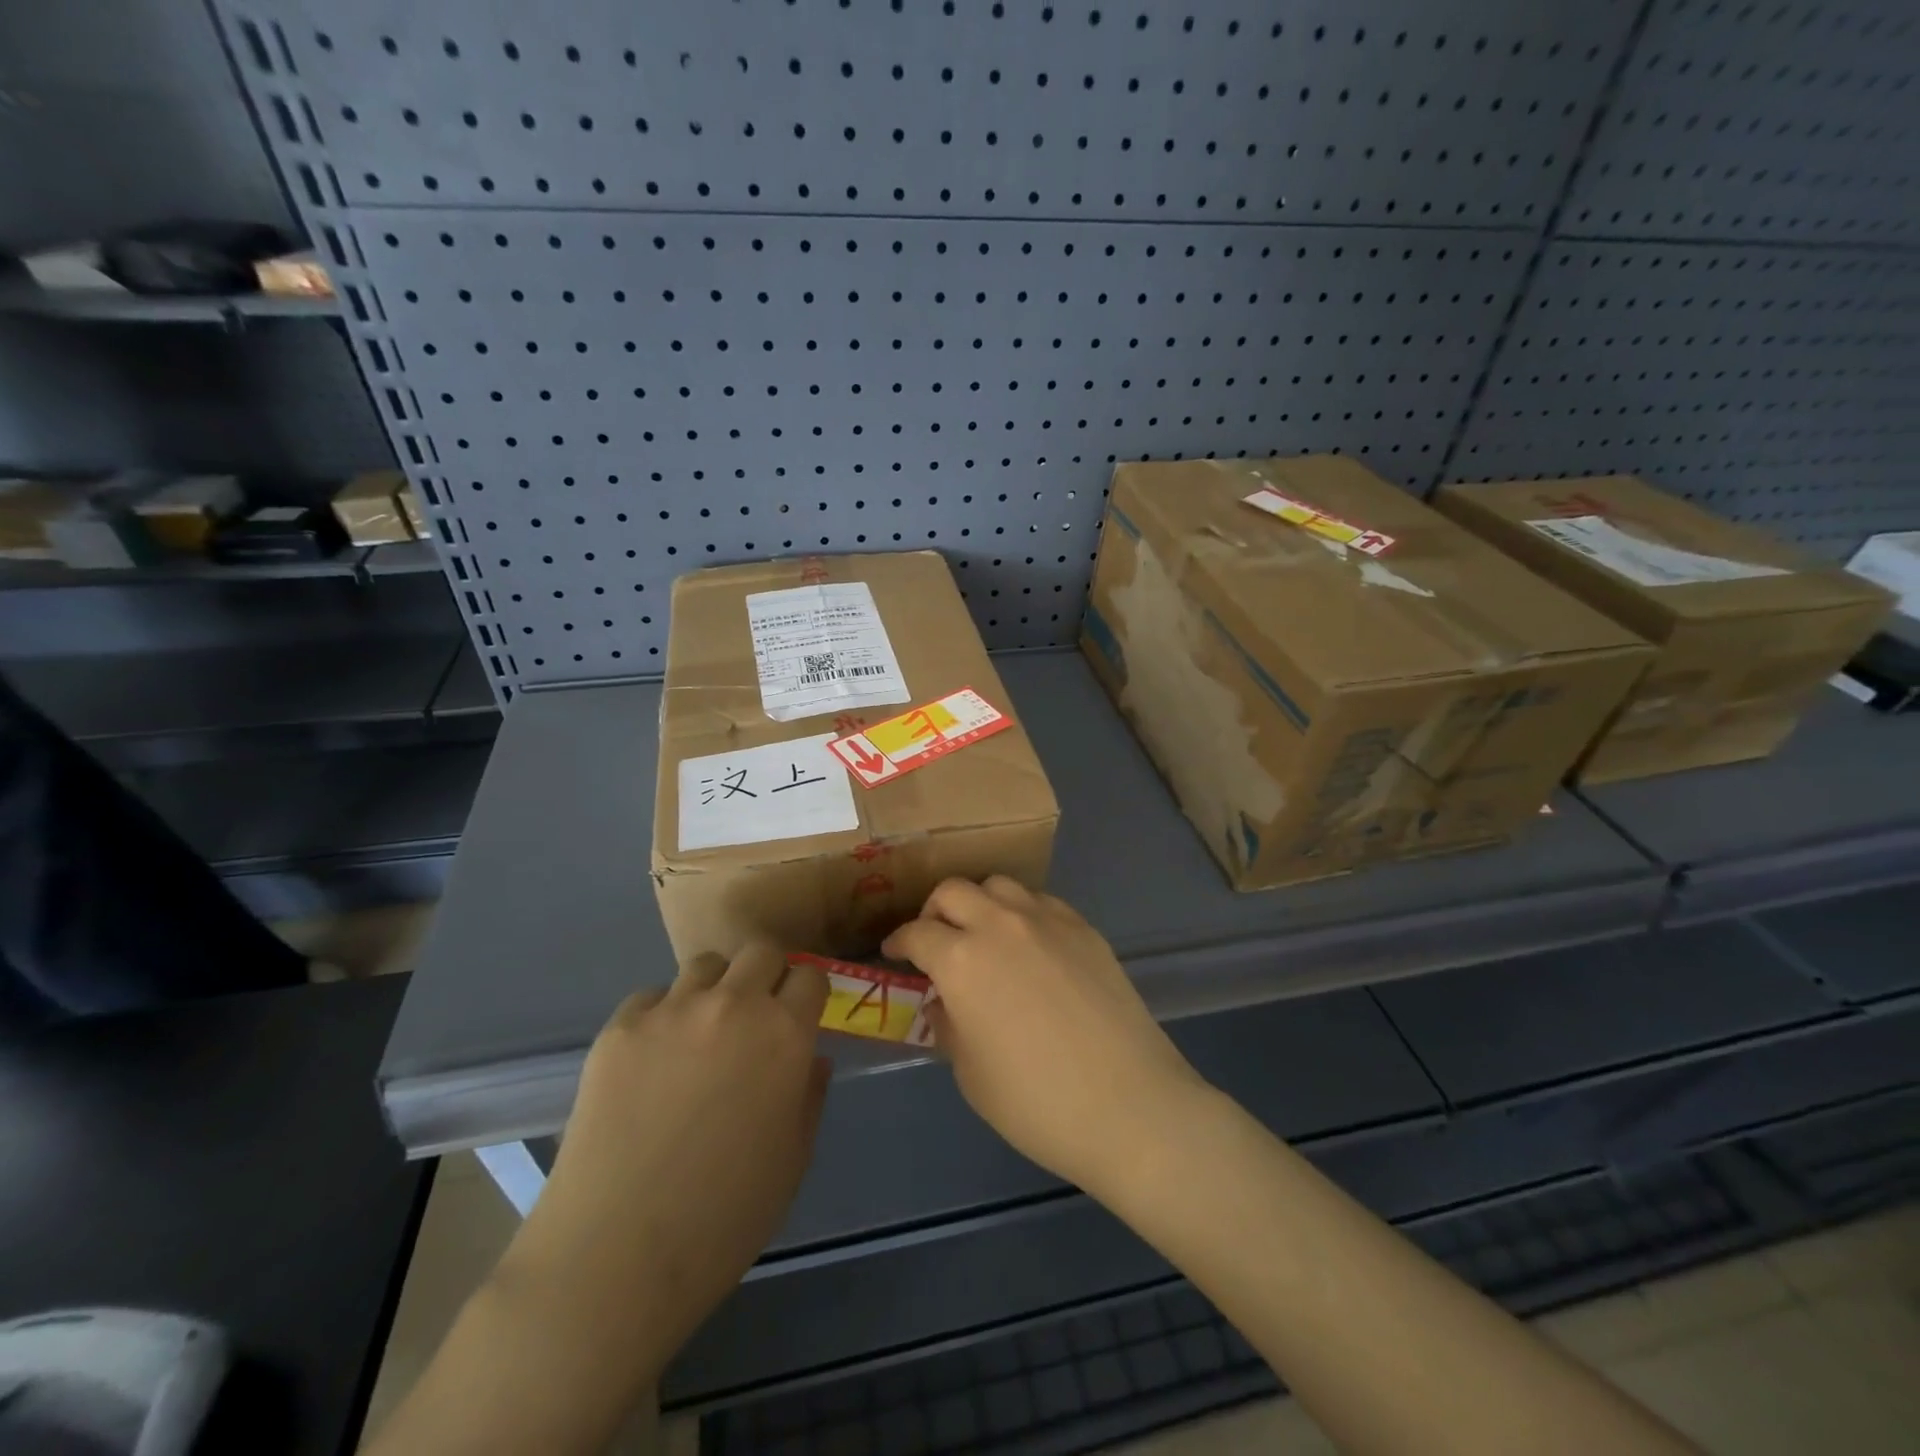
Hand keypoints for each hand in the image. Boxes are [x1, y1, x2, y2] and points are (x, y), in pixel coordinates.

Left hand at [501, 942, 829, 1383]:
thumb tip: (810, 1057)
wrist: (616, 1257)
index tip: (800, 1015)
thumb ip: (810, 1095)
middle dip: (766, 975)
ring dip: (715, 988)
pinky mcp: (620, 1028)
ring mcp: (672, 1011)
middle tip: (755, 1015)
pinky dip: (661, 1016)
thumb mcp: (793, 1159)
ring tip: (701, 1032)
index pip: (810, 977)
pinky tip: (652, 1061)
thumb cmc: (724, 1217)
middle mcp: (734, 1005)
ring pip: (706, 964)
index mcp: (785, 1035)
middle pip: (760, 951)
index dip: (807, 995)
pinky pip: (652, 998)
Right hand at [883, 877, 1208, 1195]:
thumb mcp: (971, 1074)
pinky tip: (1029, 945)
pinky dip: (1021, 913)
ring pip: (999, 885)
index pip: (916, 934)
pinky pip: (1041, 902)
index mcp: (962, 960)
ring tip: (982, 935)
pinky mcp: (1083, 927)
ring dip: (980, 903)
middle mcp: (1000, 925)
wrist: (1129, 1104)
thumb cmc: (1037, 1102)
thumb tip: (945, 1001)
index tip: (894, 953)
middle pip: (953, 891)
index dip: (898, 942)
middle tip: (935, 940)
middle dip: (934, 911)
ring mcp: (1046, 920)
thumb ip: (949, 1026)